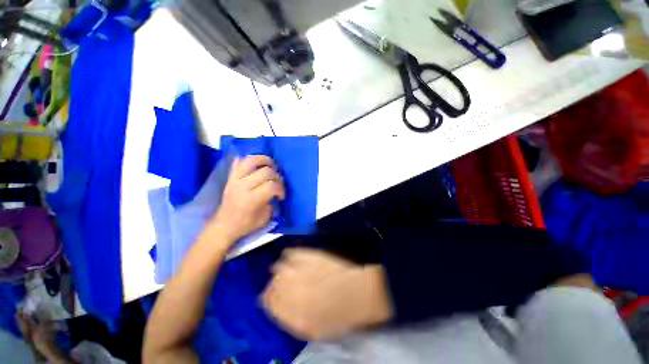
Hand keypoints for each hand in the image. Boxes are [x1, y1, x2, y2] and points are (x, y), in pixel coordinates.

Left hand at [208, 155, 284, 243]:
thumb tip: (276, 191)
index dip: (281, 189)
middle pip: (266, 171)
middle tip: (277, 183)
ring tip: (271, 166)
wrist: (224, 224)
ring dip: (265, 160)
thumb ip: (272, 203)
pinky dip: (248, 160)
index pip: (272, 186)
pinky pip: (238, 161)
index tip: (281, 196)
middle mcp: (242, 186)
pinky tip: (256, 165)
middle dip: (276, 177)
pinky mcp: (230, 177)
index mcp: (251, 199)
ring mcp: (235, 179)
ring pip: (251, 160)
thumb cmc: (245, 224)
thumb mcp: (264, 218)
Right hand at [262, 248, 392, 340]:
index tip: (268, 297)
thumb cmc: (337, 316)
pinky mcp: (311, 255)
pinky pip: (293, 253)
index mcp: (292, 311)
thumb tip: (277, 310)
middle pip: (273, 284)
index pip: (269, 303)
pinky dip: (289, 255)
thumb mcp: (312, 329)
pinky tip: (291, 258)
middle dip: (272, 285)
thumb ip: (291, 319)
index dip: (267, 300)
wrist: (356, 293)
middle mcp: (293, 289)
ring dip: (278, 270)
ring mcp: (302, 269)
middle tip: (276, 284)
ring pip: (279, 268)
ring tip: (282, 270)